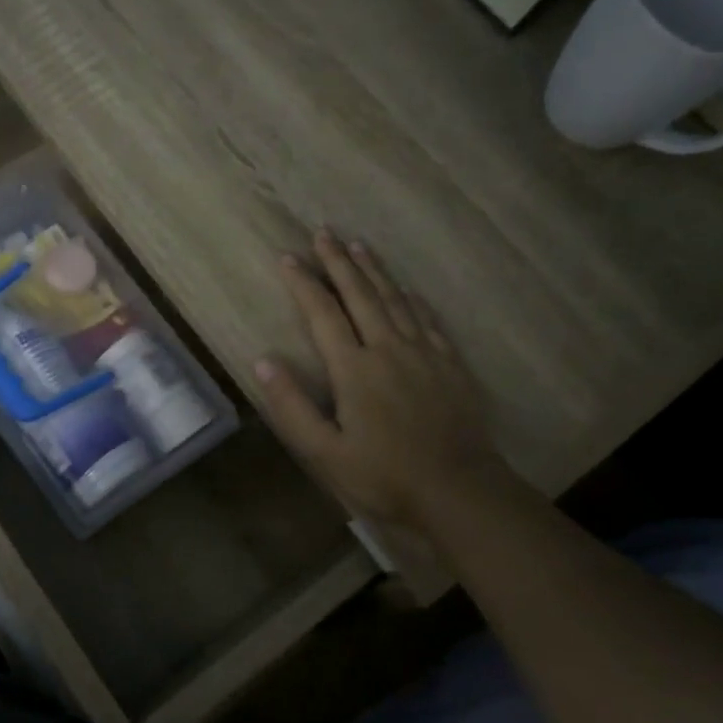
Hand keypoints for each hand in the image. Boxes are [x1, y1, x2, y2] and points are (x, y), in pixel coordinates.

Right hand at [254, 231, 498, 532]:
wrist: (459, 491)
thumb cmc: (384, 476)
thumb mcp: (324, 452)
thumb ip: (291, 407)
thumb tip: (263, 361)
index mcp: (354, 369)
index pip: (322, 314)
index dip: (304, 283)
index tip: (287, 257)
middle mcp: (388, 349)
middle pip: (360, 294)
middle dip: (338, 262)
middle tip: (323, 232)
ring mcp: (423, 354)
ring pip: (395, 299)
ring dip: (374, 270)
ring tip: (358, 245)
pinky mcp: (449, 365)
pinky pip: (428, 320)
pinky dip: (412, 298)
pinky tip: (407, 289)